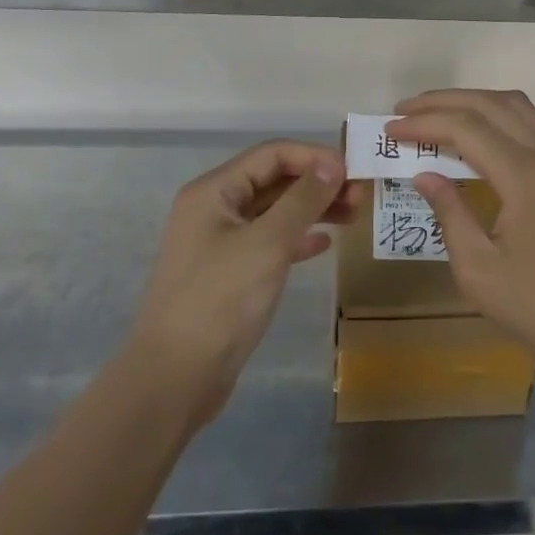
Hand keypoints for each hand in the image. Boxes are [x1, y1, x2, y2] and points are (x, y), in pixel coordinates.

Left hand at [128, 141, 353, 427]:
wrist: (174, 380)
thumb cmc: (220, 301)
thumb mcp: (268, 244)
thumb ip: (303, 199)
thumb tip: (333, 162)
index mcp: (214, 191)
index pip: (272, 154)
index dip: (314, 157)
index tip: (353, 171)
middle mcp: (214, 208)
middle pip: (274, 180)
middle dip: (317, 183)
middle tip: (360, 196)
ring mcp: (219, 242)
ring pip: (275, 211)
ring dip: (313, 209)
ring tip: (353, 216)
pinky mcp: (228, 274)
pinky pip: (269, 242)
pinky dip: (297, 238)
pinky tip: (323, 245)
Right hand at [387, 90, 534, 379]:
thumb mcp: (478, 270)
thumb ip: (449, 213)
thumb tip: (424, 174)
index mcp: (525, 177)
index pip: (466, 129)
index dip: (424, 124)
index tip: (390, 129)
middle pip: (491, 105)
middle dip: (444, 102)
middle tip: (405, 110)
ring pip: (518, 106)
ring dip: (476, 101)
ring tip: (440, 113)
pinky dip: (505, 113)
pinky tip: (487, 129)